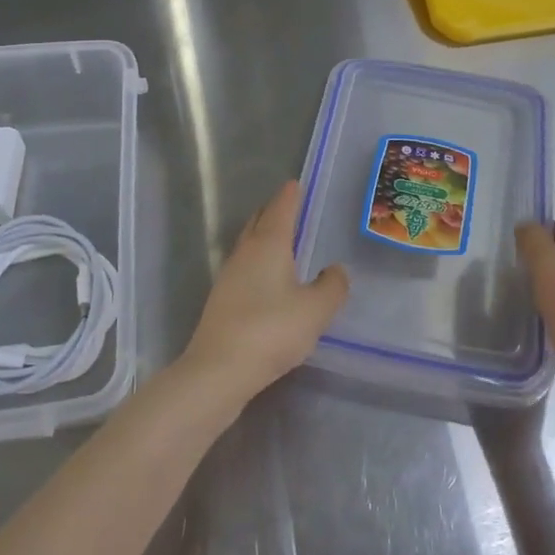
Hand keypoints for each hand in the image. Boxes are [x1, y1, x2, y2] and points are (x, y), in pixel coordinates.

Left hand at [179, 181, 349, 411]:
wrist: (218, 370)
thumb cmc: (271, 330)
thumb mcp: (315, 310)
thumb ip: (332, 286)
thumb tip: (336, 269)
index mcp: (268, 244)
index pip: (280, 209)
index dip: (290, 196)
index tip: (295, 184)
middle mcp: (245, 253)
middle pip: (258, 222)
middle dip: (273, 212)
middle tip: (290, 208)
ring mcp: (228, 276)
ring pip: (248, 245)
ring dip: (263, 238)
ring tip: (283, 242)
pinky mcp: (221, 300)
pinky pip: (244, 269)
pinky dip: (258, 263)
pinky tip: (268, 281)